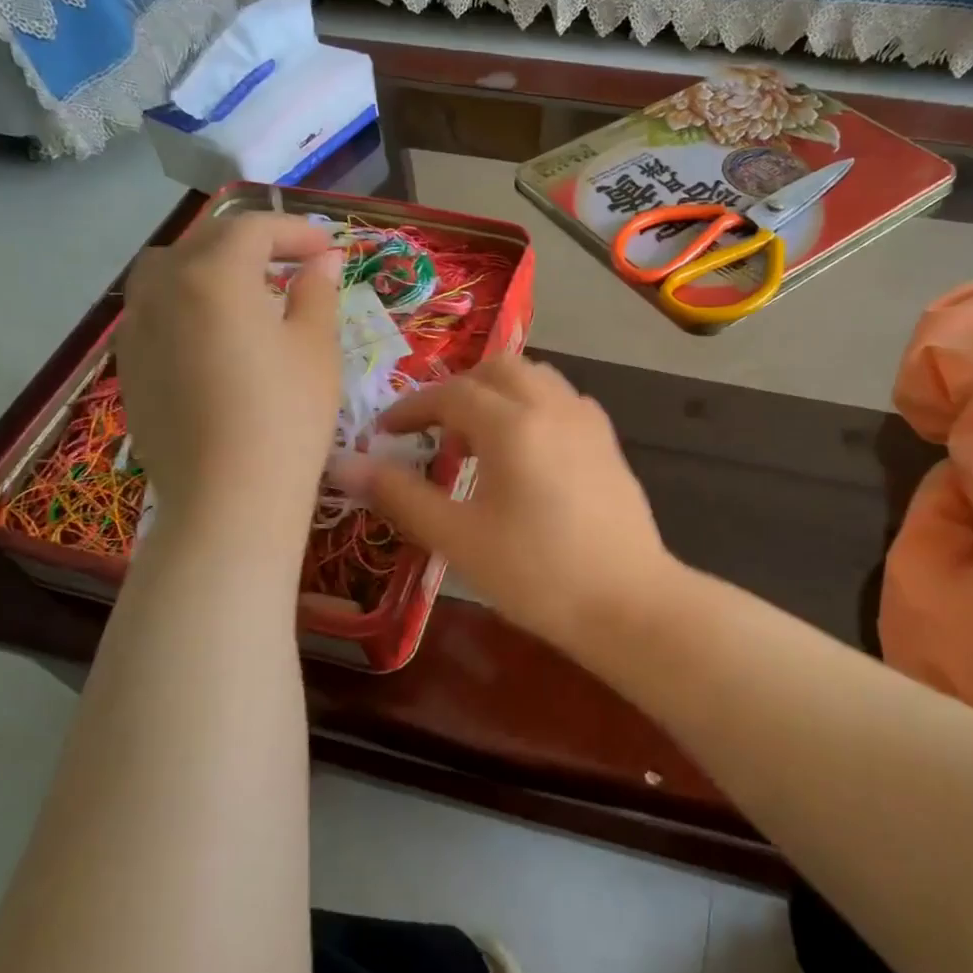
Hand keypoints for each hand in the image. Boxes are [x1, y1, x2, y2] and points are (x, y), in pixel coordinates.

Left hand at [118, 213, 342, 536]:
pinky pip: (154, 312)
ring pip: (168, 272)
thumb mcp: (316, 349)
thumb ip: (317, 292)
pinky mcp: (129, 367)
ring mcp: (136, 329)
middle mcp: (162, 288)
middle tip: (293, 264)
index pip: (252, 228)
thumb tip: (323, 260)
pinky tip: (214, 336)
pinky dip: (185, 304)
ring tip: (247, 293)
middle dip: (251, 243)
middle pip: (204, 242)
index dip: (294, 231)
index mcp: (213, 274)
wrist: (228, 499)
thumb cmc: (286, 417)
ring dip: (209, 267)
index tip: (328, 248)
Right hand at [329, 357, 677, 651]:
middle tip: (433, 428)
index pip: (451, 394)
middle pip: (498, 369)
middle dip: (458, 389)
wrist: (627, 603)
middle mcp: (553, 406)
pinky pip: (563, 401)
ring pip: (536, 378)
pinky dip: (534, 406)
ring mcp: (588, 421)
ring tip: (478, 438)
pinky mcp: (609, 443)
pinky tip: (527, 451)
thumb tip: (344, 464)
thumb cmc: (536, 573)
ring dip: (499, 392)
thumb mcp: (458, 538)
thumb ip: (401, 495)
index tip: (385, 431)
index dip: (412, 408)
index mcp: (513, 423)